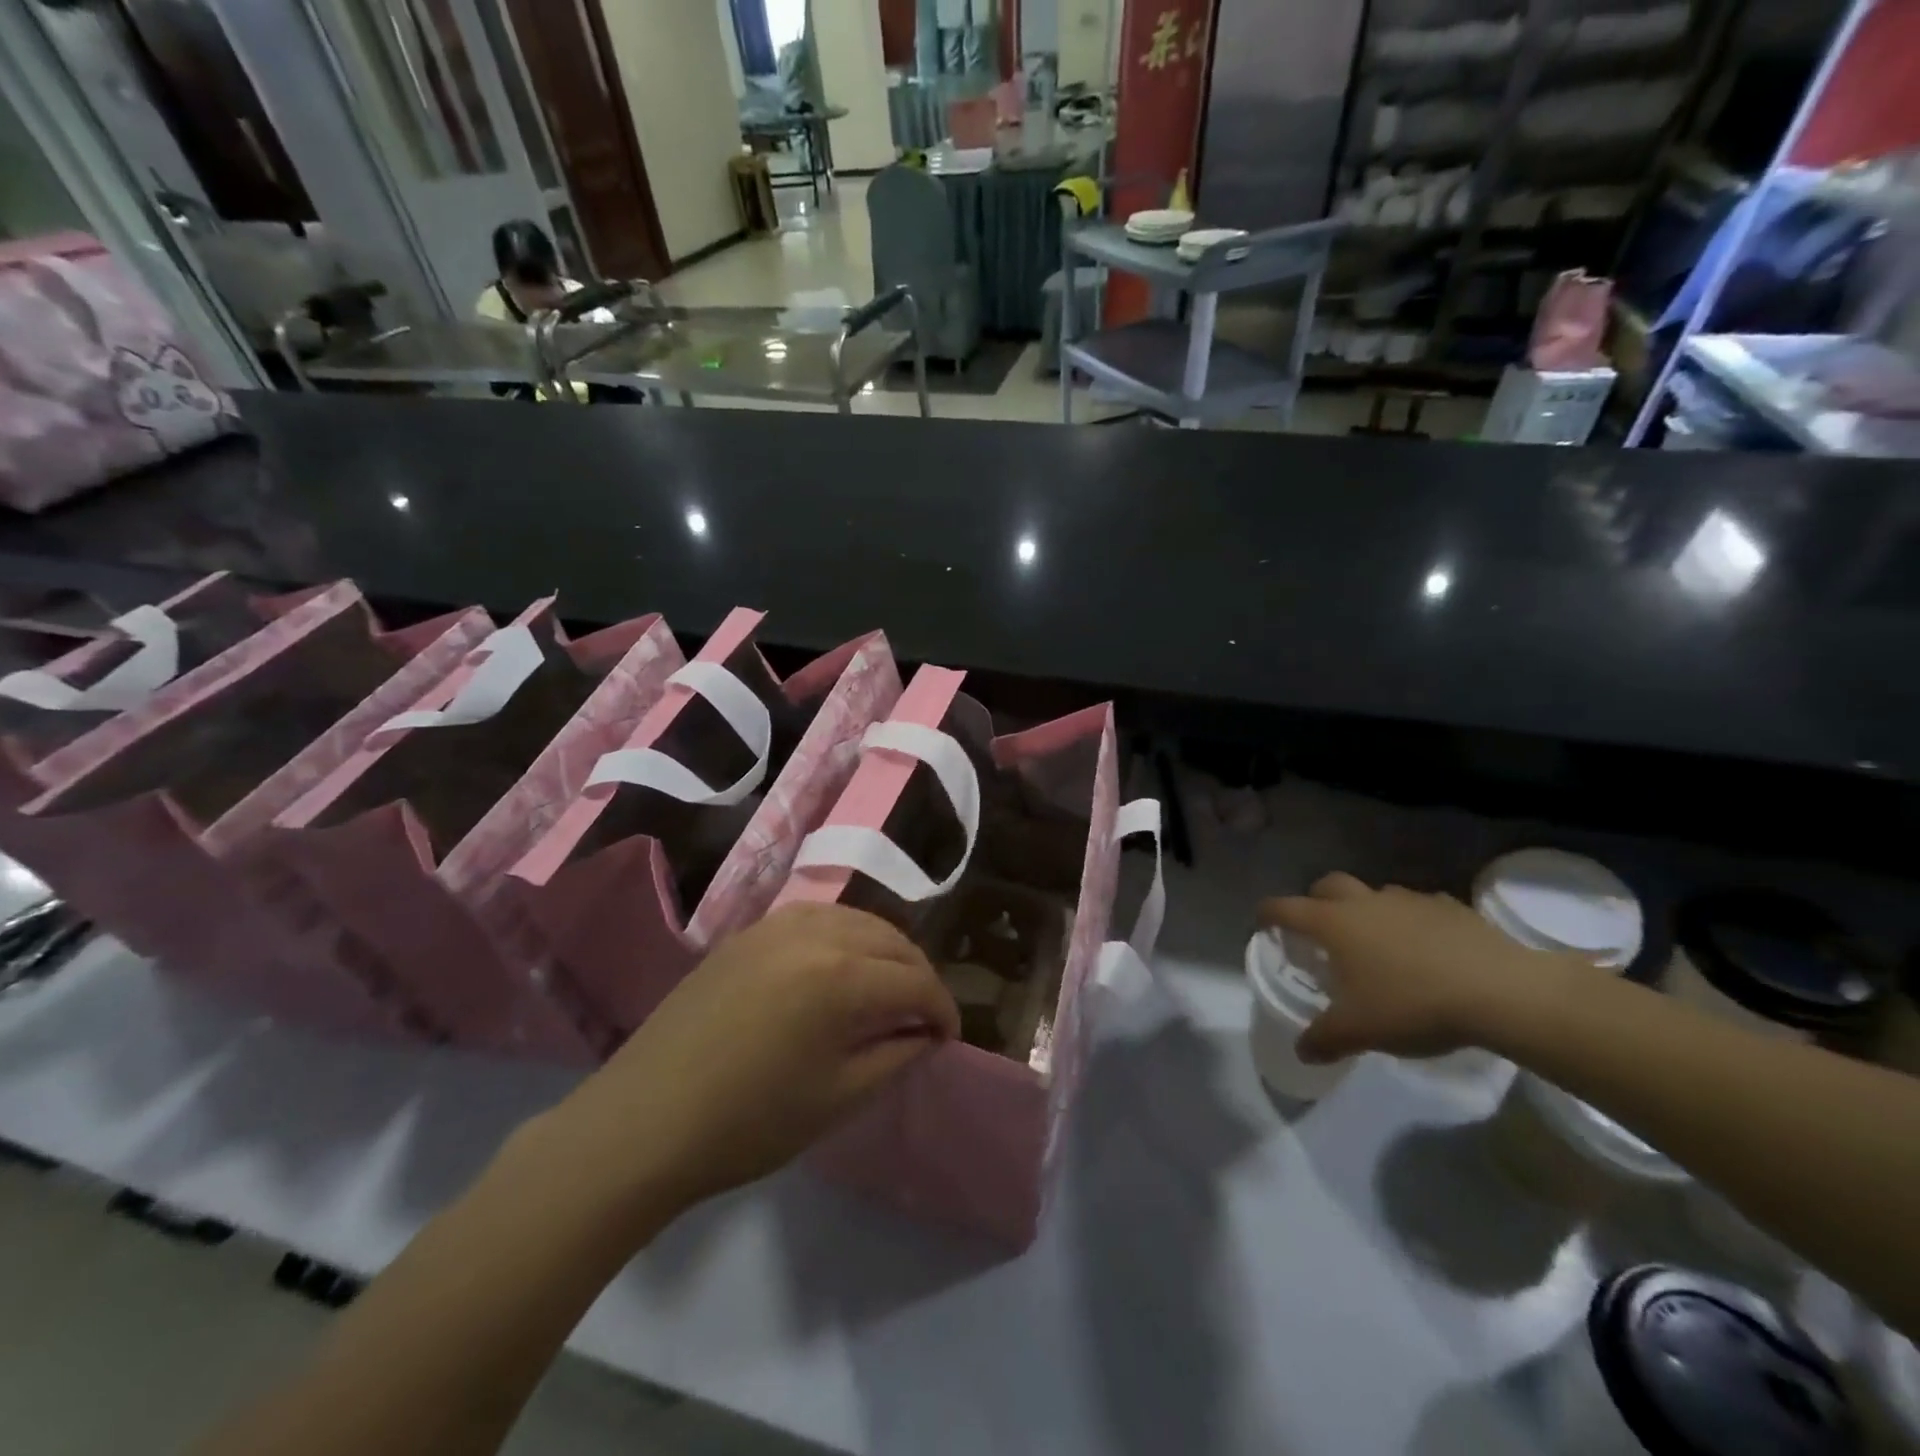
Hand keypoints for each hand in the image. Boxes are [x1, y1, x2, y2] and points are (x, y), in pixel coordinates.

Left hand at [545, 903, 957, 1217]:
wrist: (645, 1121)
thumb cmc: (748, 1123)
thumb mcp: (838, 1099)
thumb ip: (895, 1056)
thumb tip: (925, 1033)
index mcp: (842, 977)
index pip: (915, 983)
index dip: (942, 1010)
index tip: (947, 1037)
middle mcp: (816, 933)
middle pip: (892, 941)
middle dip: (917, 976)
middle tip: (921, 1016)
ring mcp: (777, 925)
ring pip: (857, 920)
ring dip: (884, 950)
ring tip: (886, 989)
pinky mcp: (748, 932)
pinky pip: (818, 917)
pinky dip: (845, 936)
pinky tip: (839, 965)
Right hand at [1258, 873, 1573, 1063]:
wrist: (1502, 992)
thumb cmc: (1414, 1004)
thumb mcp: (1360, 1031)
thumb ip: (1324, 1039)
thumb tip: (1302, 1051)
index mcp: (1334, 923)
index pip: (1285, 907)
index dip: (1268, 914)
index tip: (1262, 923)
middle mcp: (1365, 902)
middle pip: (1327, 885)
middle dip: (1316, 900)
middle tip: (1320, 930)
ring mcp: (1409, 900)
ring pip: (1375, 894)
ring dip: (1367, 911)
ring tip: (1378, 945)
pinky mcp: (1450, 907)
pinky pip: (1419, 908)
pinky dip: (1412, 922)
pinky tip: (1427, 950)